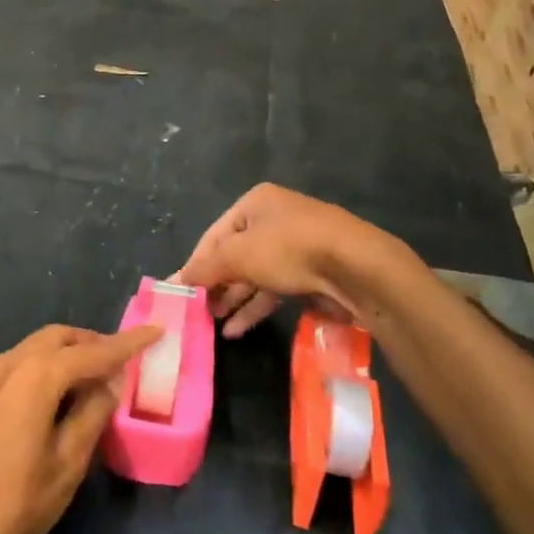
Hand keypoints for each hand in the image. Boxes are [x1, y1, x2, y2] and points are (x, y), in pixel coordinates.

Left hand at [0, 323, 161, 533]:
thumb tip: (108, 387)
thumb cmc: (9, 504)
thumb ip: (91, 417)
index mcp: (35, 376)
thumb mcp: (65, 466)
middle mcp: (8, 365)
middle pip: (58, 338)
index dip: (127, 344)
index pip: (92, 352)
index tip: (156, 332)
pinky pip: (18, 367)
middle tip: (122, 360)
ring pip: (34, 349)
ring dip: (67, 354)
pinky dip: (44, 368)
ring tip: (94, 378)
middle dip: (92, 343)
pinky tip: (56, 396)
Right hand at [175, 183, 387, 336]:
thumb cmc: (289, 249)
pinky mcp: (311, 274)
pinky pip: (274, 290)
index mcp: (256, 203)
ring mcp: (296, 247)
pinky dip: (255, 307)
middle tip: (197, 311)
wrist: (357, 268)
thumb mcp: (238, 255)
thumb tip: (175, 281)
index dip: (195, 264)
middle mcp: (275, 220)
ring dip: (233, 299)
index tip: (180, 293)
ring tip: (213, 323)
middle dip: (215, 284)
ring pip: (254, 275)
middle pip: (234, 255)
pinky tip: (237, 329)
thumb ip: (205, 269)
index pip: (213, 235)